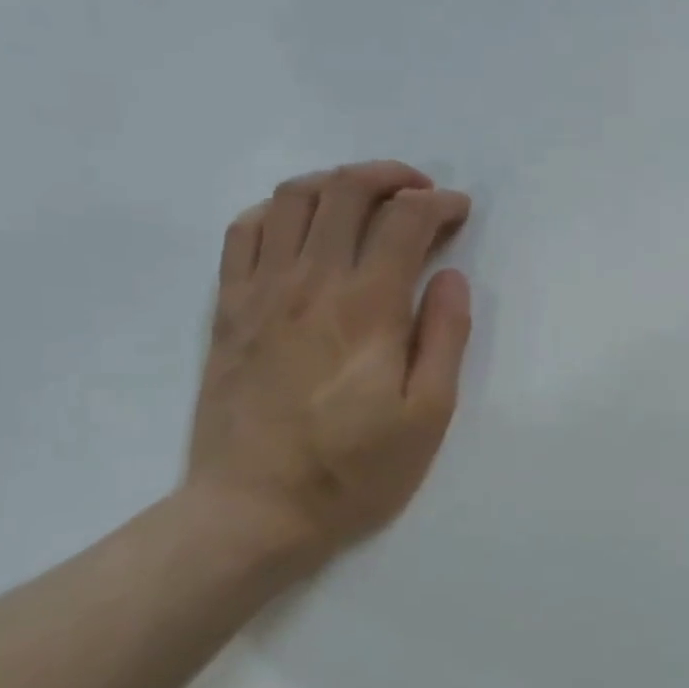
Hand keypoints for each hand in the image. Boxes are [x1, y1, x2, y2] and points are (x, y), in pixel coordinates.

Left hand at [183, 161, 472, 565]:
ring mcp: (261, 291)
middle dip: (392, 177)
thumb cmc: (353, 470)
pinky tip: (301, 225)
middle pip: (347, 190)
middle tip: (420, 193)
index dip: (440, 204)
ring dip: (337, 182)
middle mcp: (312, 282)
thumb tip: (452, 278)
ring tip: (366, 199)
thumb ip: (445, 338)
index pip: (406, 220)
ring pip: (294, 199)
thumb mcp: (427, 417)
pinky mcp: (228, 309)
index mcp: (367, 307)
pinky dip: (278, 210)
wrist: (254, 511)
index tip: (460, 212)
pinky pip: (245, 231)